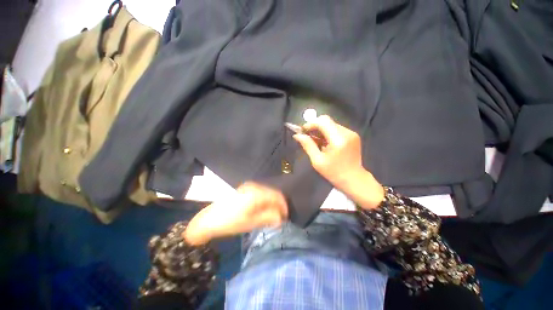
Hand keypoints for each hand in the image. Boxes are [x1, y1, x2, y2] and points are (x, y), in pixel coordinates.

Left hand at [183, 183, 287, 244]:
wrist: (209, 219)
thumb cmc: (231, 222)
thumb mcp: (252, 222)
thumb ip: (269, 217)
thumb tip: (282, 218)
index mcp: (257, 192)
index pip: (277, 196)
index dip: (283, 206)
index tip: (285, 217)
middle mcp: (254, 186)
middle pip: (272, 193)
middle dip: (277, 205)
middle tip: (279, 217)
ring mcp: (249, 186)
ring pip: (266, 193)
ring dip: (271, 203)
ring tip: (271, 215)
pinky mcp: (245, 189)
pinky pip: (260, 193)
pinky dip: (264, 201)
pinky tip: (262, 209)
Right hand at [293, 115, 383, 208]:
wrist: (354, 179)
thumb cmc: (333, 172)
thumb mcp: (317, 161)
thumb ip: (308, 145)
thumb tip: (297, 135)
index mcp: (338, 140)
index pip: (323, 121)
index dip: (310, 124)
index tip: (302, 131)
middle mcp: (346, 133)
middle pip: (327, 121)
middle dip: (315, 126)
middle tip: (307, 136)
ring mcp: (351, 133)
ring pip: (331, 124)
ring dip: (321, 130)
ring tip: (316, 141)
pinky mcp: (353, 135)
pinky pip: (337, 129)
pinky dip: (328, 133)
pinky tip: (325, 143)